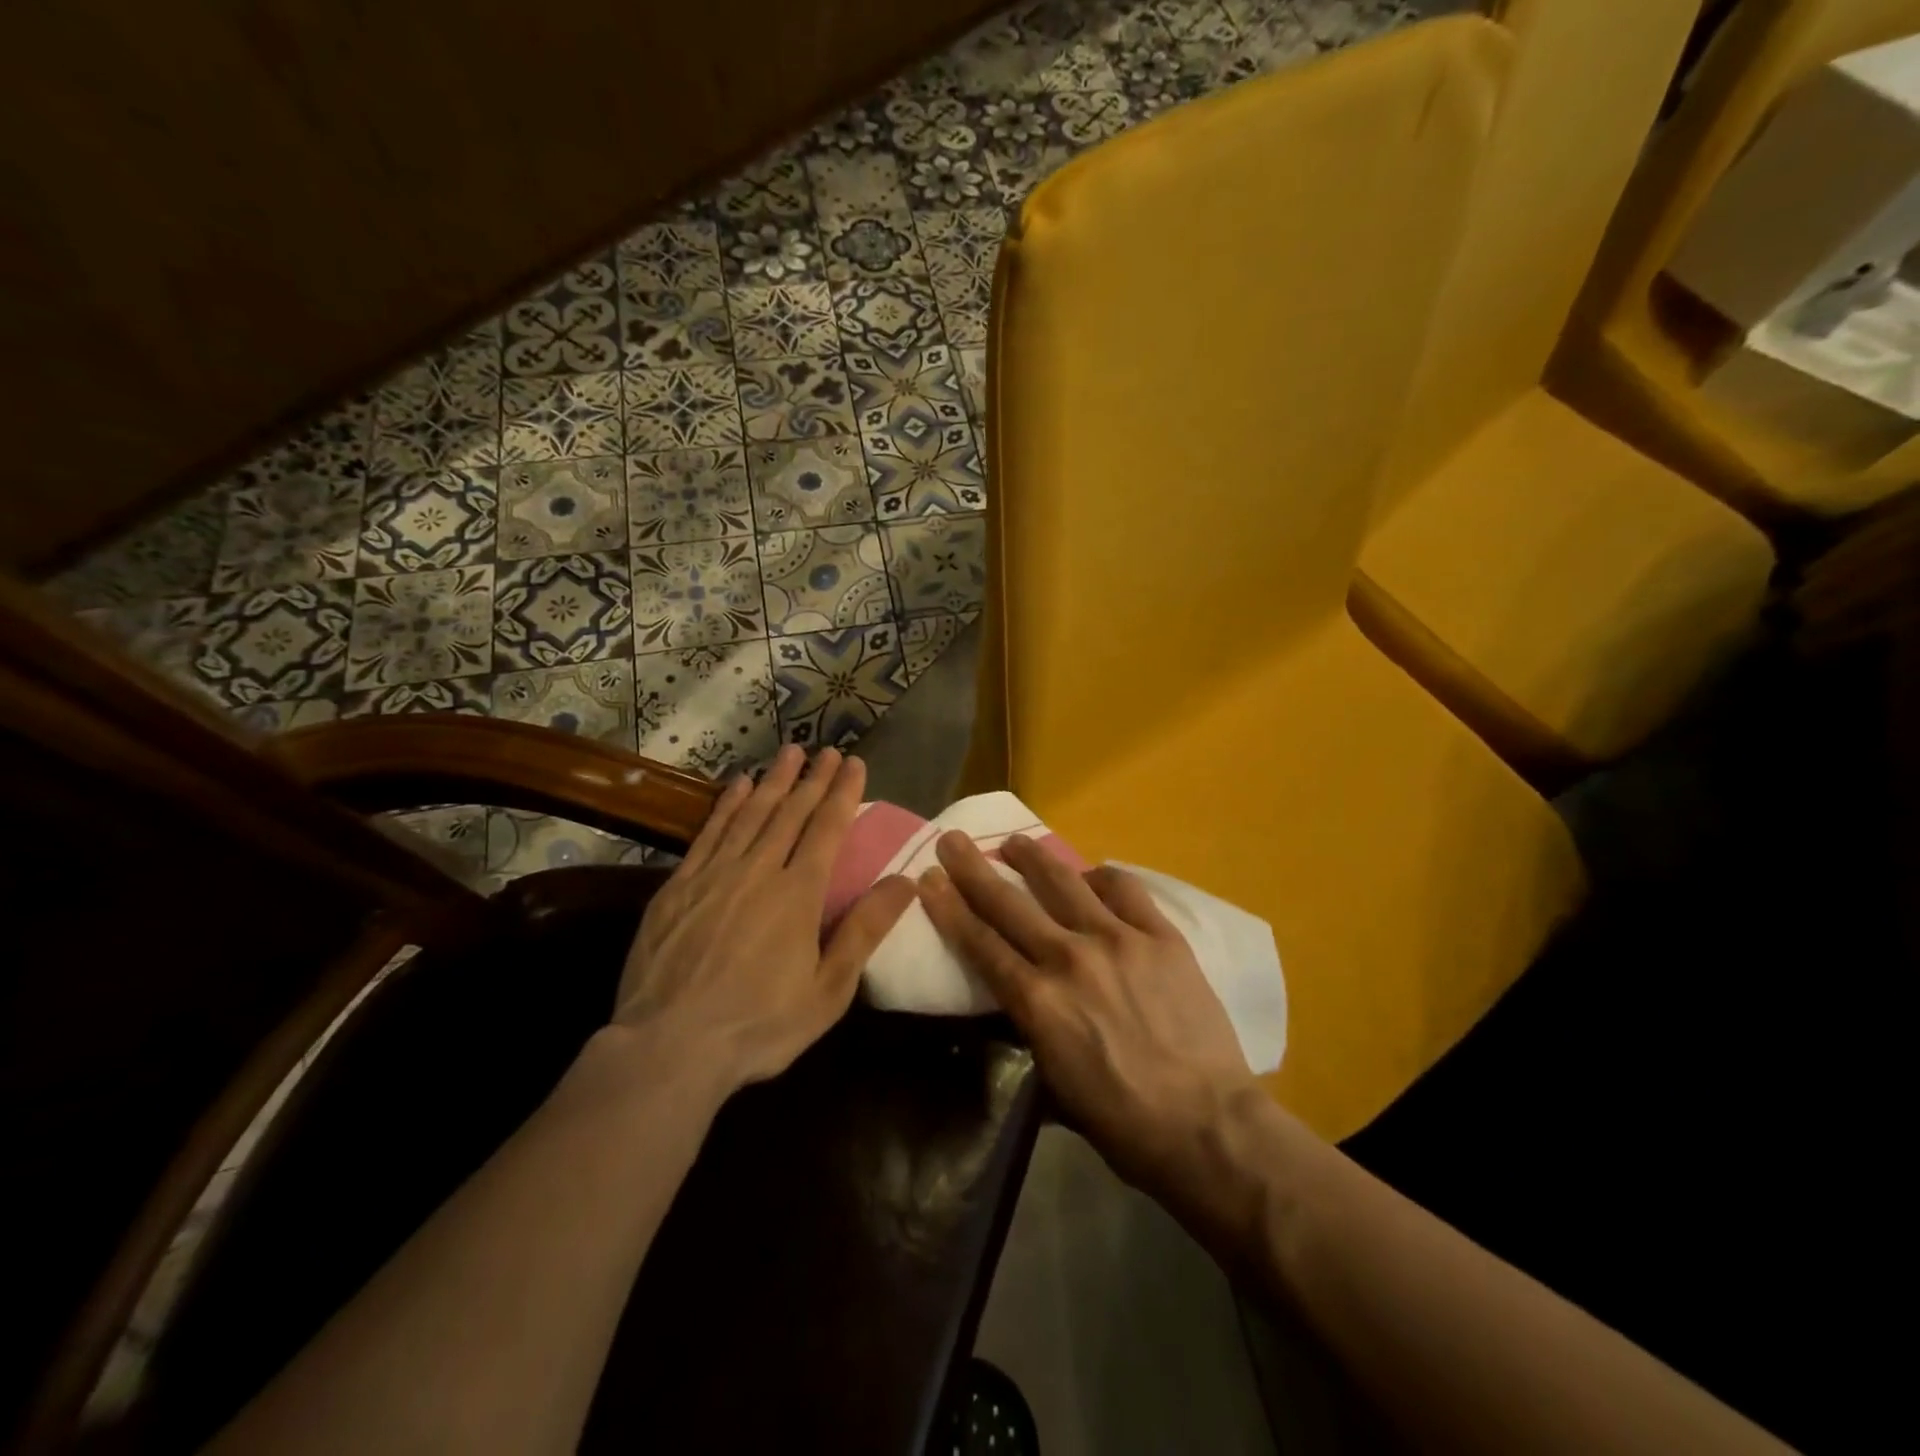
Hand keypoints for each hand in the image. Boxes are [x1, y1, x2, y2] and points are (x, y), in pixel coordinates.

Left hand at [612, 745, 915, 1091]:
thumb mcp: (827, 990)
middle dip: (812, 779)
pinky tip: (738, 786)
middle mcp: (758, 871)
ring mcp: (714, 874)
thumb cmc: (759, 1025)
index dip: (842, 793)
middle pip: (790, 813)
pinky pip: (709, 833)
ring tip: (789, 752)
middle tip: (827, 750)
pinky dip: (727, 805)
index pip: (827, 829)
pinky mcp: (679, 886)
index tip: (853, 763)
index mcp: (798, 894)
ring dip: (774, 781)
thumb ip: (864, 931)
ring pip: (751, 814)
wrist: (668, 1047)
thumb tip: (905, 881)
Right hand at [918, 832, 1258, 1200]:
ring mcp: (1118, 940)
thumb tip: (1020, 999)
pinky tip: (1091, 875)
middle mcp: (1069, 959)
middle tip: (952, 840)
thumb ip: (1031, 1030)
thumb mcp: (1054, 1084)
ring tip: (1016, 841)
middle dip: (973, 868)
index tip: (929, 879)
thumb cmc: (1122, 1123)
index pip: (980, 943)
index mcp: (1037, 1002)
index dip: (949, 908)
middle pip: (1009, 902)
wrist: (1207, 1127)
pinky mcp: (1160, 936)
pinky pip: (1124, 889)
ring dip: (1033, 857)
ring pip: (1064, 882)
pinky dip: (1101, 877)